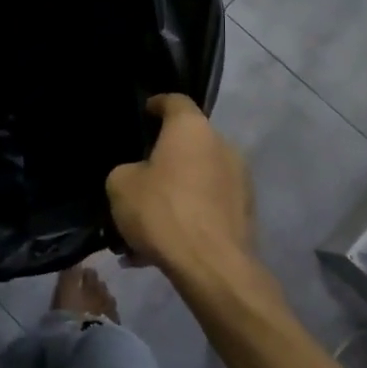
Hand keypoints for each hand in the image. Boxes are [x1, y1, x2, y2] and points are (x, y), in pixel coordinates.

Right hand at [106, 94, 255, 276]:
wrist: (211, 266)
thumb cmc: (162, 211)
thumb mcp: (120, 185)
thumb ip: (127, 170)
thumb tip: (139, 175)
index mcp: (191, 128)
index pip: (174, 101)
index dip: (157, 104)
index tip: (144, 113)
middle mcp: (222, 145)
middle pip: (189, 141)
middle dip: (166, 156)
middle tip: (142, 175)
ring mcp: (240, 179)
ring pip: (199, 176)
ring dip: (178, 189)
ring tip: (151, 218)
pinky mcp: (246, 211)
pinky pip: (209, 204)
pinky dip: (190, 214)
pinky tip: (167, 242)